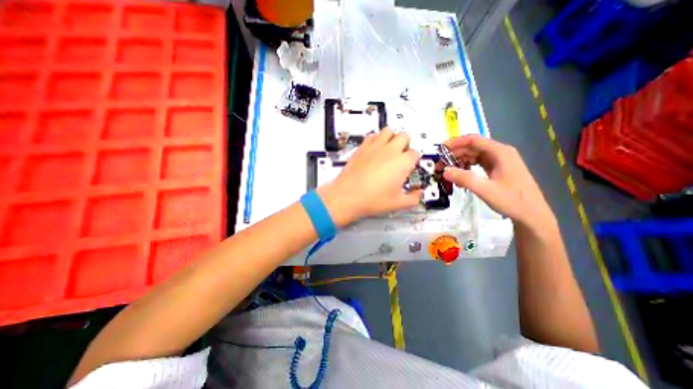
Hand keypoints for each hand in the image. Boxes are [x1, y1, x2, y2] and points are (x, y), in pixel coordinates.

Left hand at [316, 128, 419, 225]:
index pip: (415, 153)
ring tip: (388, 150)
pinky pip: (372, 135)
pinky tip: (374, 150)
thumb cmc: (374, 200)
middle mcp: (391, 150)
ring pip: (388, 131)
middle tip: (400, 157)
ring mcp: (375, 146)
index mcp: (403, 162)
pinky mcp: (362, 147)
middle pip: (404, 136)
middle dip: (405, 144)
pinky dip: (376, 139)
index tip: (408, 168)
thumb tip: (419, 193)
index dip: (413, 160)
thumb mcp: (398, 204)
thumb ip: (413, 198)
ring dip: (392, 137)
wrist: (347, 196)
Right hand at [443, 136, 554, 229]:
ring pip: (474, 156)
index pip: (473, 140)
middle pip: (472, 147)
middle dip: (454, 155)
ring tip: (447, 172)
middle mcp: (500, 153)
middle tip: (440, 165)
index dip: (455, 143)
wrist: (532, 215)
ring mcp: (499, 161)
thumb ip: (464, 179)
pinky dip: (467, 169)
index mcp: (500, 152)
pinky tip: (460, 179)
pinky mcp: (497, 169)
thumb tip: (444, 172)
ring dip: (459, 162)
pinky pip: (478, 164)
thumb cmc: (512, 201)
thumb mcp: (485, 190)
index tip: (439, 150)